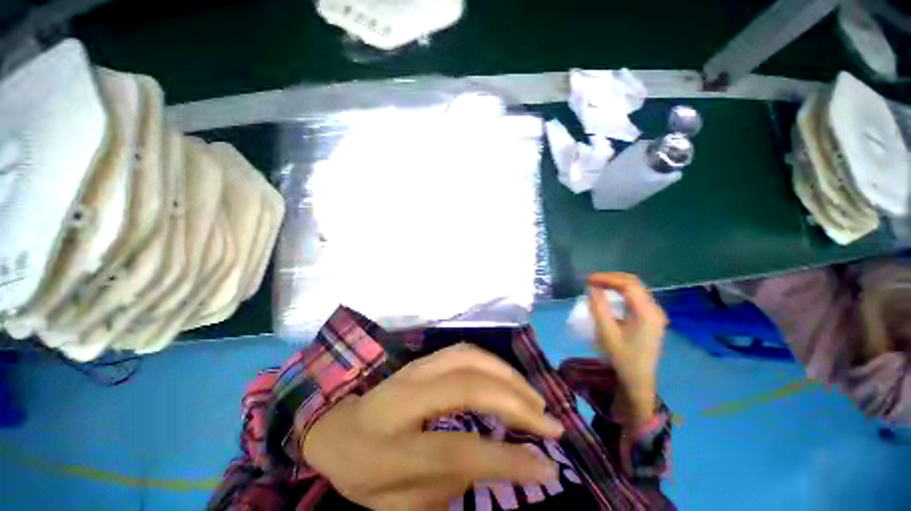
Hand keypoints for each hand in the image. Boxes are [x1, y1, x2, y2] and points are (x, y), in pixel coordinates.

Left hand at [302, 344, 563, 509]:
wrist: (335, 428)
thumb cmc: (363, 470)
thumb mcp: (398, 501)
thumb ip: (449, 483)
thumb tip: (499, 461)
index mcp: (393, 443)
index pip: (460, 448)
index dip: (508, 459)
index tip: (548, 467)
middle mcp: (407, 394)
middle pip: (470, 388)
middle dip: (517, 405)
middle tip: (550, 425)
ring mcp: (416, 368)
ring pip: (471, 358)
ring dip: (508, 376)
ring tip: (534, 399)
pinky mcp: (424, 358)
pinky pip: (465, 351)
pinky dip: (492, 362)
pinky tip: (507, 377)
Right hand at [587, 273, 666, 428]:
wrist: (638, 380)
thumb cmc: (621, 357)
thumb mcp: (606, 332)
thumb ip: (598, 307)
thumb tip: (592, 287)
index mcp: (646, 313)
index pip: (628, 284)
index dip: (606, 278)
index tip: (588, 280)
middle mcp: (655, 309)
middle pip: (634, 283)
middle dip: (611, 278)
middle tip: (591, 281)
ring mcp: (655, 314)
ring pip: (636, 288)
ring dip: (616, 283)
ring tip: (597, 285)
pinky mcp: (652, 318)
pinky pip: (636, 297)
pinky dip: (621, 292)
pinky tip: (610, 295)